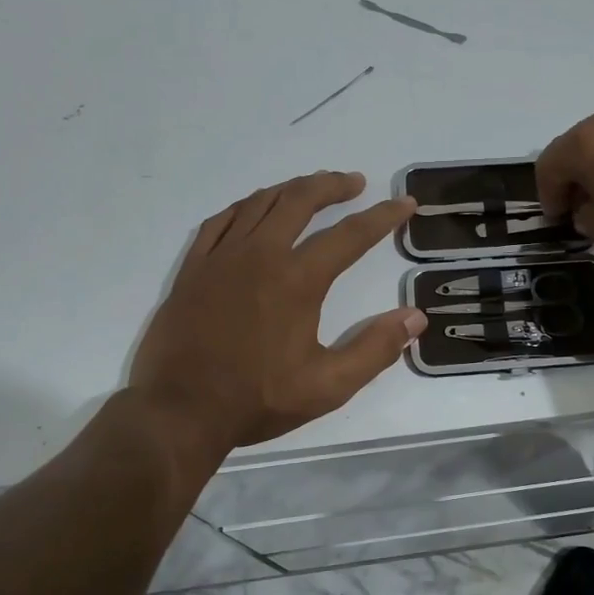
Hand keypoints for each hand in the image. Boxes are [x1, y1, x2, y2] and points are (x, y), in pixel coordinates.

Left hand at [129, 171, 425, 454]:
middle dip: (332, 185)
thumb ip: (375, 349)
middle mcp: (260, 255)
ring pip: (260, 202)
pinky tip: (255, 208)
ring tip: (312, 188)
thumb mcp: (328, 386)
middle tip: (354, 182)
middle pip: (300, 200)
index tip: (405, 203)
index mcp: (298, 280)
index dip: (383, 216)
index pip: (351, 235)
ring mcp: (221, 257)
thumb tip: (415, 317)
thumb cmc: (256, 400)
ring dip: (292, 188)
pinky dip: (246, 206)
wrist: (178, 411)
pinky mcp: (193, 267)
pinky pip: (222, 220)